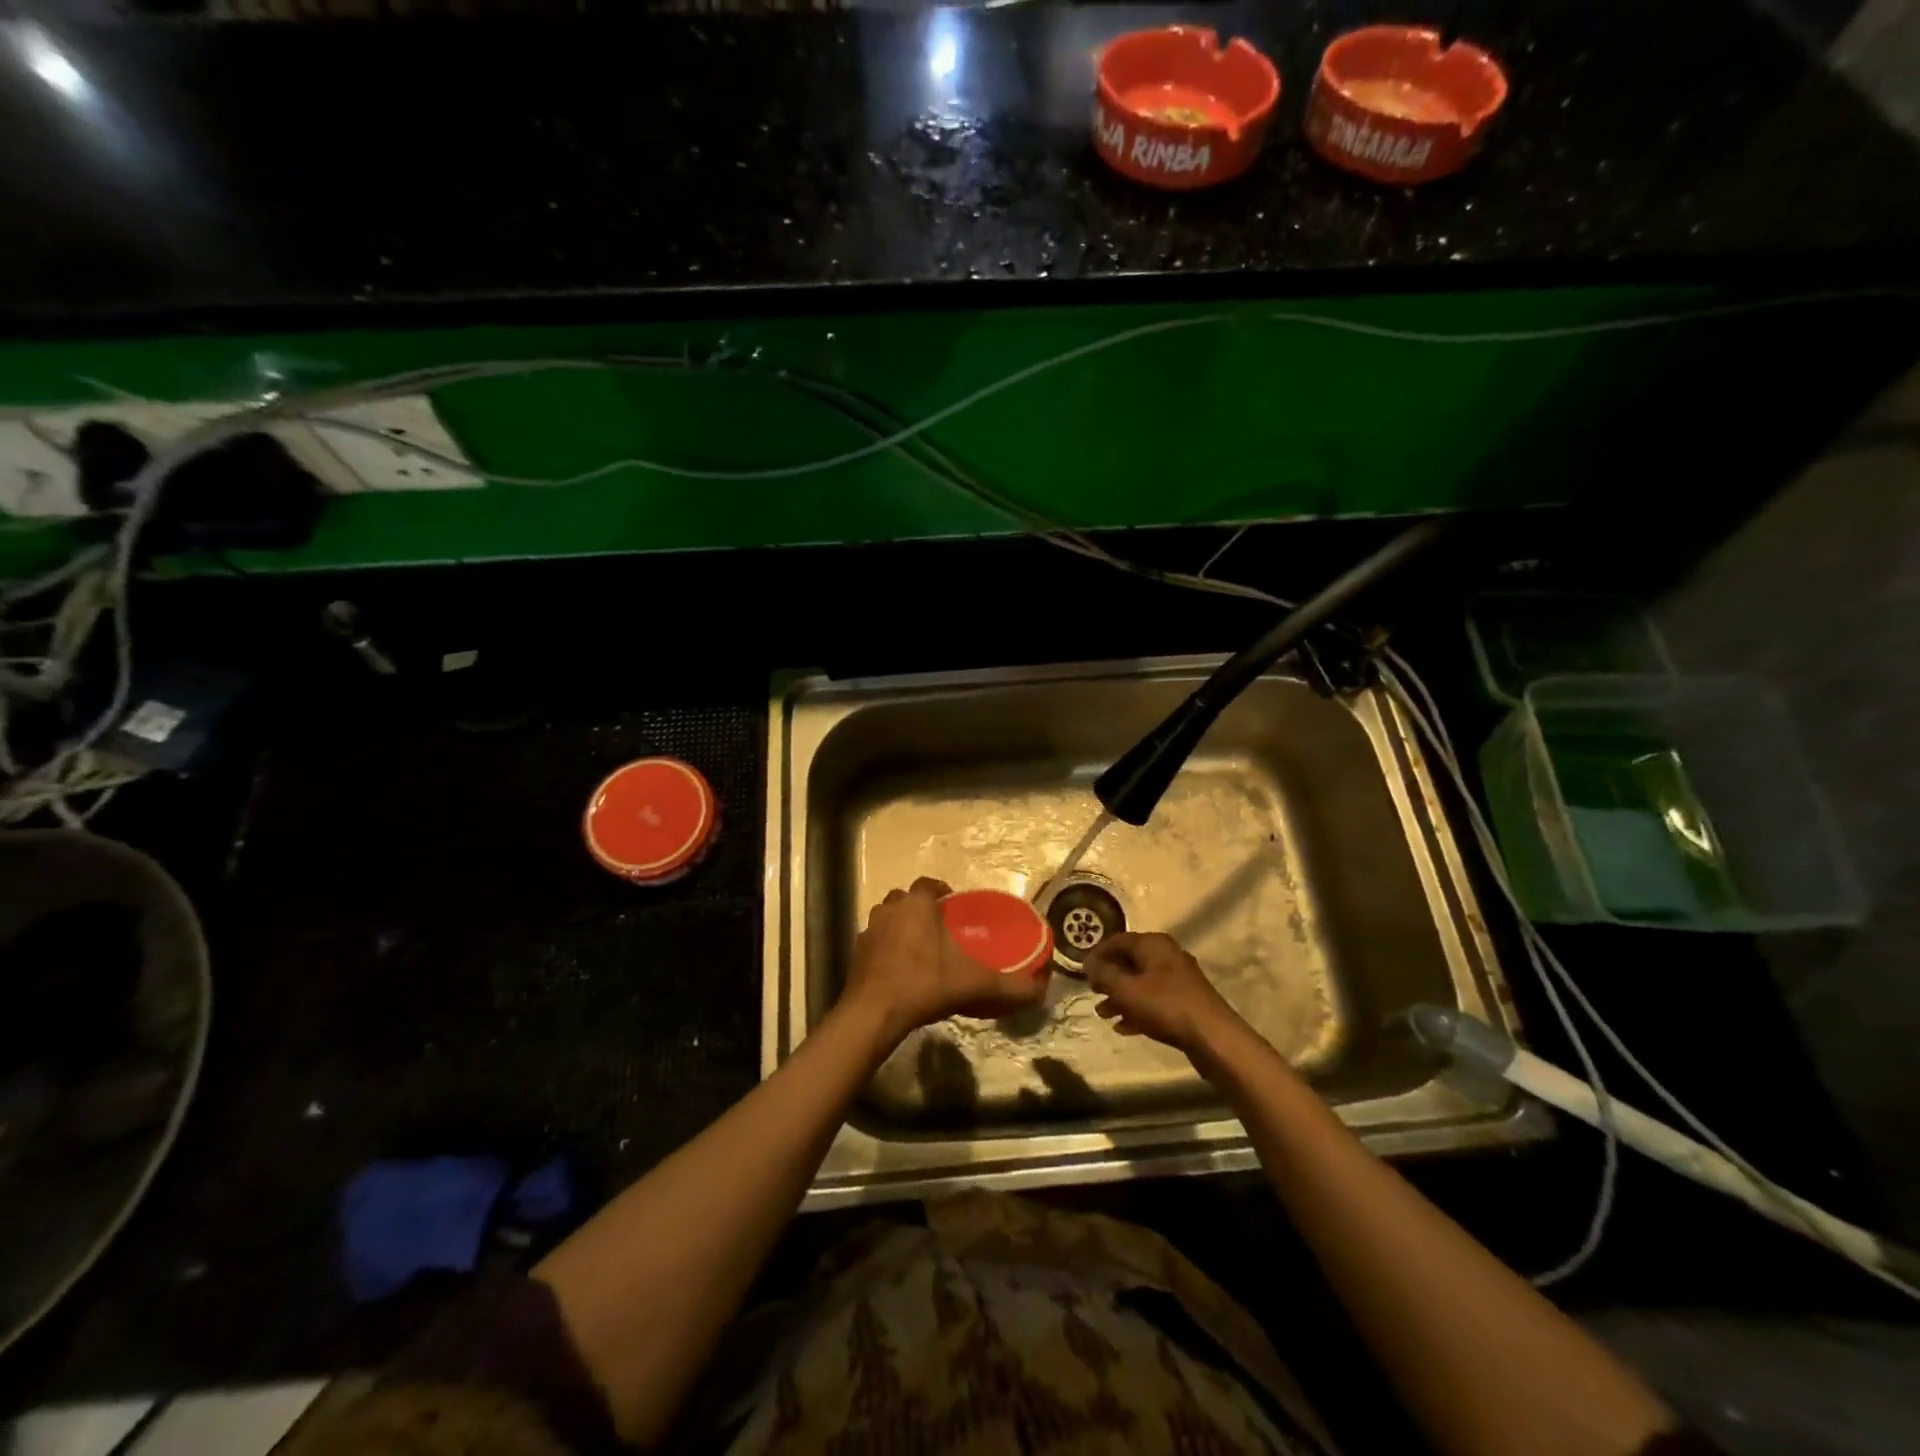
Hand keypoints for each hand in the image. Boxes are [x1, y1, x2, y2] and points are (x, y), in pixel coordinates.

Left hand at [845, 878, 1047, 1043]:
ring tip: (917, 949)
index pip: (929, 884)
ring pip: (886, 918)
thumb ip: (1009, 985)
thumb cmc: (925, 984)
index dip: (942, 892)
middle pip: (904, 898)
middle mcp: (890, 909)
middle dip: (919, 908)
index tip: (953, 907)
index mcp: (917, 905)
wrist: (874, 1012)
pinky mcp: (856, 953)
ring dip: (899, 927)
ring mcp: (868, 930)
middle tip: (936, 929)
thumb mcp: (974, 984)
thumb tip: (1041, 990)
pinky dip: (884, 950)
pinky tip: (898, 971)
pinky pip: (874, 943)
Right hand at [1084, 932, 1244, 1056]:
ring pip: (1141, 983)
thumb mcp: (1127, 990)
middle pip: (1130, 961)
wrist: (1213, 1037)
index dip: (1097, 953)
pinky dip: (1137, 1009)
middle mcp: (1167, 955)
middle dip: (1109, 977)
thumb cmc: (1165, 1006)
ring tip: (1103, 1013)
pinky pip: (1154, 1000)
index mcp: (1154, 944)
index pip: (1117, 940)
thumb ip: (1104, 975)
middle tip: (1092, 991)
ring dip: (1120, 997)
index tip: (1081, 970)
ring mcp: (1179, 979)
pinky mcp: (1185, 1001)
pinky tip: (1124, 1027)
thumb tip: (1088, 963)